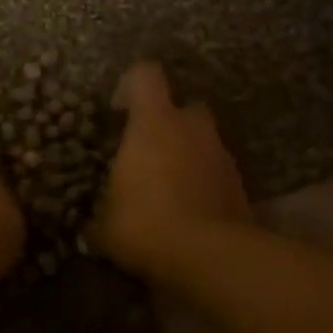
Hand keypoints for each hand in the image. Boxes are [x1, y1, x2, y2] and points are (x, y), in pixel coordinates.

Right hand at [89, 62, 250, 275]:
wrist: (210, 257)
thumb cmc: (146, 225)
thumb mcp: (106, 227)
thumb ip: (98, 220)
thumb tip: (89, 230)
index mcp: (153, 123)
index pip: (146, 75)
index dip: (132, 84)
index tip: (120, 108)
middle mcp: (192, 129)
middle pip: (186, 106)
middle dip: (172, 123)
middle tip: (152, 151)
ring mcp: (223, 155)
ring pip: (206, 142)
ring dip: (191, 156)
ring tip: (172, 188)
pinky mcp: (243, 186)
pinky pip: (220, 174)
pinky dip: (208, 185)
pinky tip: (194, 211)